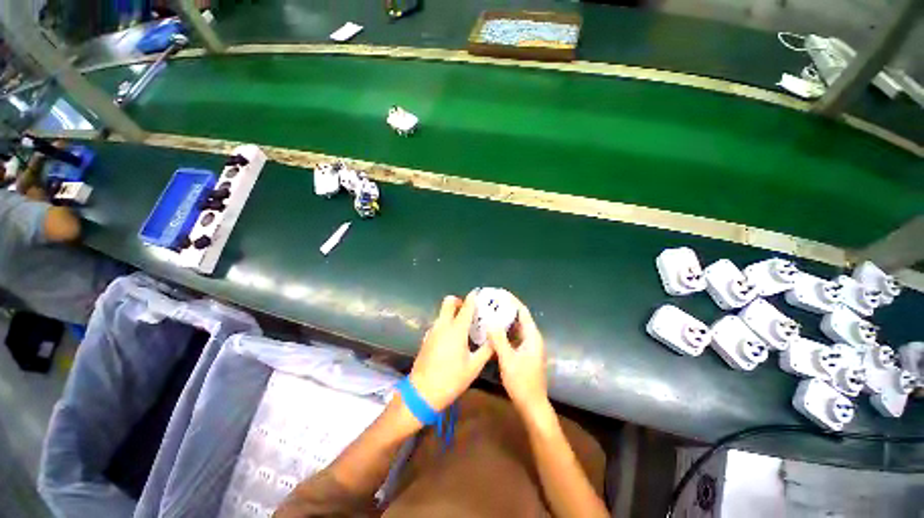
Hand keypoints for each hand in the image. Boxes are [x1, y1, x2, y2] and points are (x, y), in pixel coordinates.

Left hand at [408, 293, 493, 410]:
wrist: (422, 392)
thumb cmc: (451, 379)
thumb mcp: (474, 367)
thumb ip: (487, 350)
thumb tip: (495, 338)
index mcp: (456, 329)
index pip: (466, 306)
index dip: (473, 297)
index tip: (479, 293)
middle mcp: (442, 325)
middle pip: (449, 302)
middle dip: (459, 301)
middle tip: (469, 310)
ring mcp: (432, 331)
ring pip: (442, 312)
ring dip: (452, 312)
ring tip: (464, 325)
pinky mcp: (426, 338)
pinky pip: (438, 323)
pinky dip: (446, 323)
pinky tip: (453, 338)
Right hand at [488, 300, 549, 414]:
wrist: (532, 404)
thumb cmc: (522, 382)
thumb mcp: (507, 359)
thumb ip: (499, 339)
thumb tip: (490, 322)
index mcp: (532, 336)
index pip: (523, 311)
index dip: (512, 301)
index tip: (499, 293)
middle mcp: (532, 338)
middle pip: (520, 317)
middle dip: (506, 308)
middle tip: (491, 302)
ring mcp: (529, 346)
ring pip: (516, 327)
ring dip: (505, 319)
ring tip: (490, 312)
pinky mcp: (524, 353)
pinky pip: (514, 336)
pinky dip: (505, 331)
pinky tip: (493, 330)